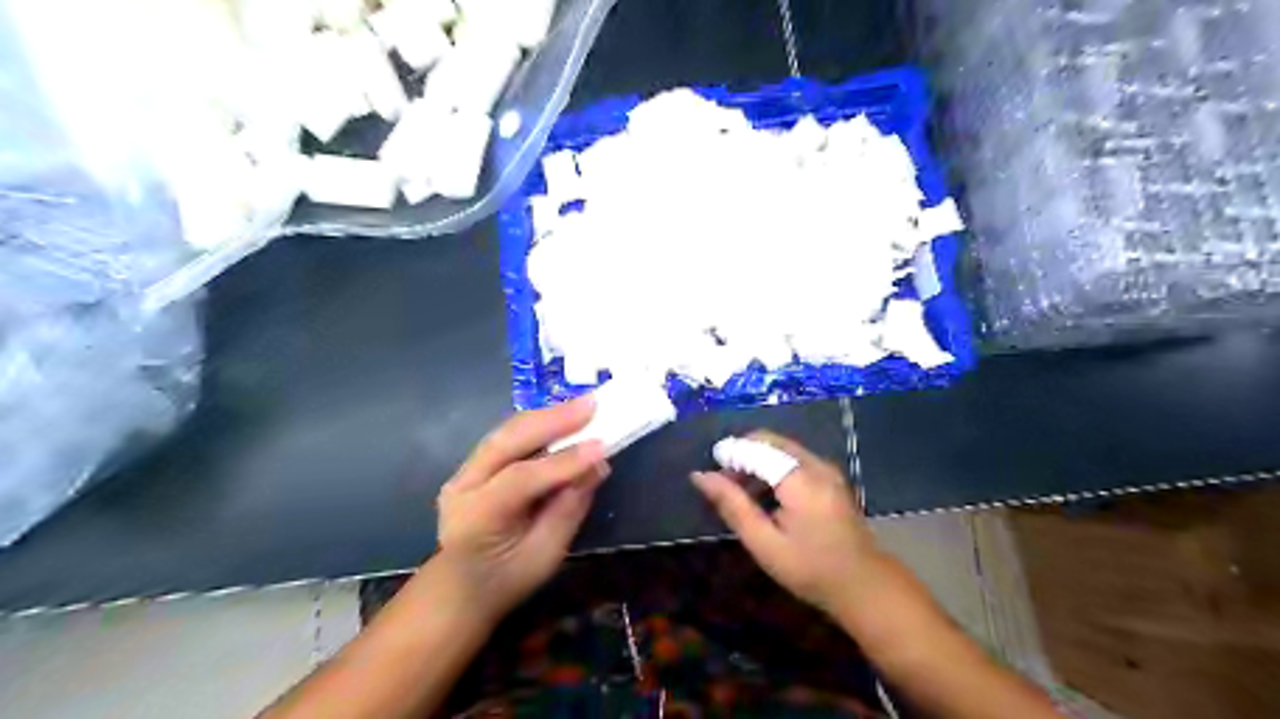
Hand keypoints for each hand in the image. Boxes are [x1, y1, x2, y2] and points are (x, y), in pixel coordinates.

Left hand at [435, 397, 608, 621]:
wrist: (459, 590)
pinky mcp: (473, 465)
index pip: (521, 479)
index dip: (563, 461)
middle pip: (507, 442)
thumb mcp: (545, 556)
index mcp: (476, 517)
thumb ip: (569, 509)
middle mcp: (463, 486)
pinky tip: (562, 418)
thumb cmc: (506, 581)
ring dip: (546, 416)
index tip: (603, 445)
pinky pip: (507, 437)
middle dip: (552, 421)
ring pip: (506, 432)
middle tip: (592, 405)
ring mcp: (463, 471)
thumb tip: (597, 466)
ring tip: (582, 406)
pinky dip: (537, 425)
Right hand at [695, 429, 885, 621]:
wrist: (863, 584)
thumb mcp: (764, 543)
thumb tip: (700, 476)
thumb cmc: (809, 569)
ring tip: (740, 493)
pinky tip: (765, 495)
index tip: (707, 474)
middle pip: (769, 441)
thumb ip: (732, 505)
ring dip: (756, 460)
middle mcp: (815, 464)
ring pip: (781, 447)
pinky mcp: (830, 476)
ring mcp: (826, 468)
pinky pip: (793, 457)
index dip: (728, 454)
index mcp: (800, 480)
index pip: (755, 449)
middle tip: (723, 484)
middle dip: (742, 454)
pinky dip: (772, 466)